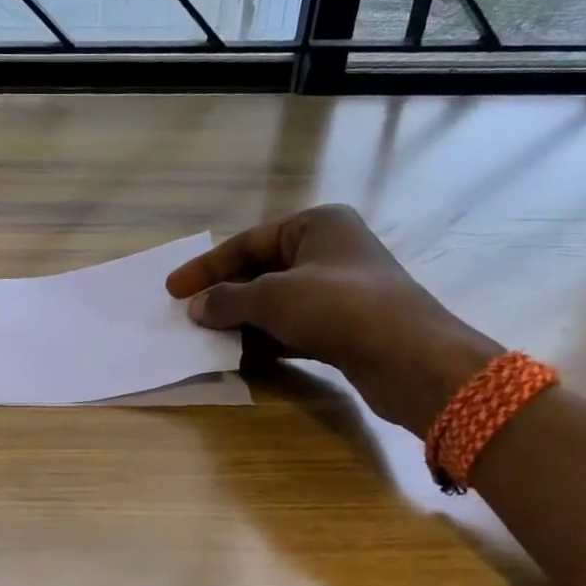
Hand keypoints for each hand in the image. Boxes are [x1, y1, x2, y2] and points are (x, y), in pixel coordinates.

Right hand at [166, 205, 499, 433]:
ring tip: (206, 336)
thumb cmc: (339, 308)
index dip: (207, 267)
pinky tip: (240, 353)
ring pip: (276, 301)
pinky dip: (266, 337)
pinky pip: (293, 326)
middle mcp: (329, 251)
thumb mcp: (274, 297)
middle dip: (225, 294)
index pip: (248, 243)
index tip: (174, 290)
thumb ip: (228, 299)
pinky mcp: (345, 326)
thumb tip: (196, 308)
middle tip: (188, 314)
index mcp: (317, 225)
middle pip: (261, 270)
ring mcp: (339, 291)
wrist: (411, 359)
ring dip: (242, 319)